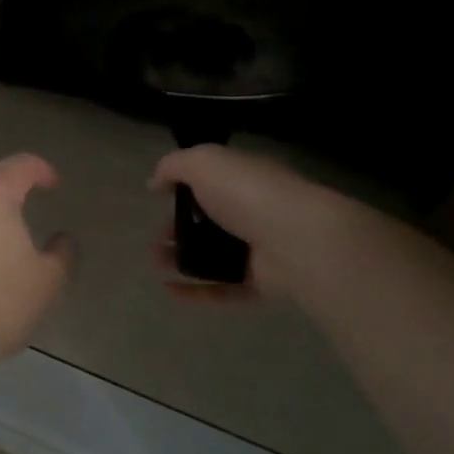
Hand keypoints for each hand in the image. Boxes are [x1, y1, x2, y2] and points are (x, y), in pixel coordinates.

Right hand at [149, 145, 318, 301]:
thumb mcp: (203, 162)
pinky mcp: (262, 284)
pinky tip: (169, 289)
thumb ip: (173, 166)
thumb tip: (154, 183)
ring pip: (213, 256)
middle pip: (208, 222)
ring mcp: (259, 250)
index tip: (159, 199)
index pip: (210, 180)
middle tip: (154, 237)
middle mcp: (251, 211)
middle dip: (176, 229)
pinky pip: (224, 289)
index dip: (182, 188)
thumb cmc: (247, 193)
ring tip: (154, 263)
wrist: (298, 239)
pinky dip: (196, 291)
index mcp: (242, 179)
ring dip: (180, 260)